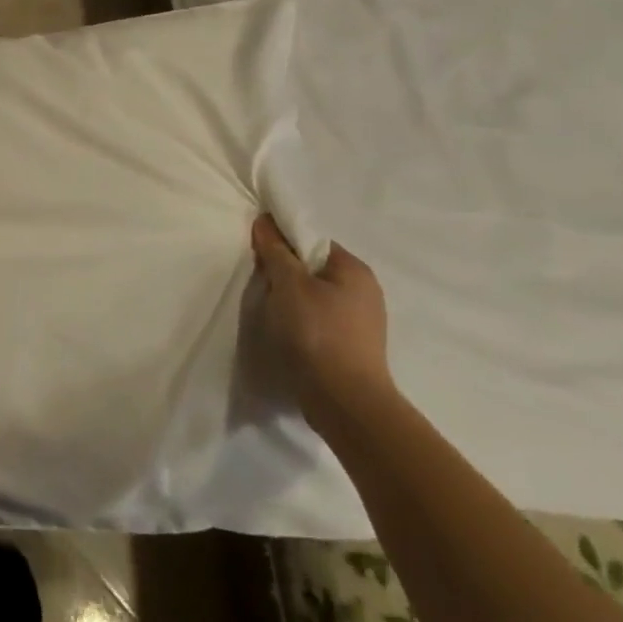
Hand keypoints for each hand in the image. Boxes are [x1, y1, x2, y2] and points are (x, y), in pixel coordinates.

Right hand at [252, 215, 393, 432]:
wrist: (343, 399)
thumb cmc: (316, 332)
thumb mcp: (289, 283)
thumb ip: (276, 250)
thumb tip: (265, 222)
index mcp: (354, 270)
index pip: (312, 240)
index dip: (282, 242)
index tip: (258, 253)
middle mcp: (364, 291)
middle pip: (312, 267)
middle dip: (284, 271)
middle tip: (260, 280)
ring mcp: (360, 320)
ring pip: (313, 294)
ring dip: (290, 296)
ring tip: (269, 307)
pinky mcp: (350, 344)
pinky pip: (318, 317)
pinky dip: (299, 318)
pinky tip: (284, 328)